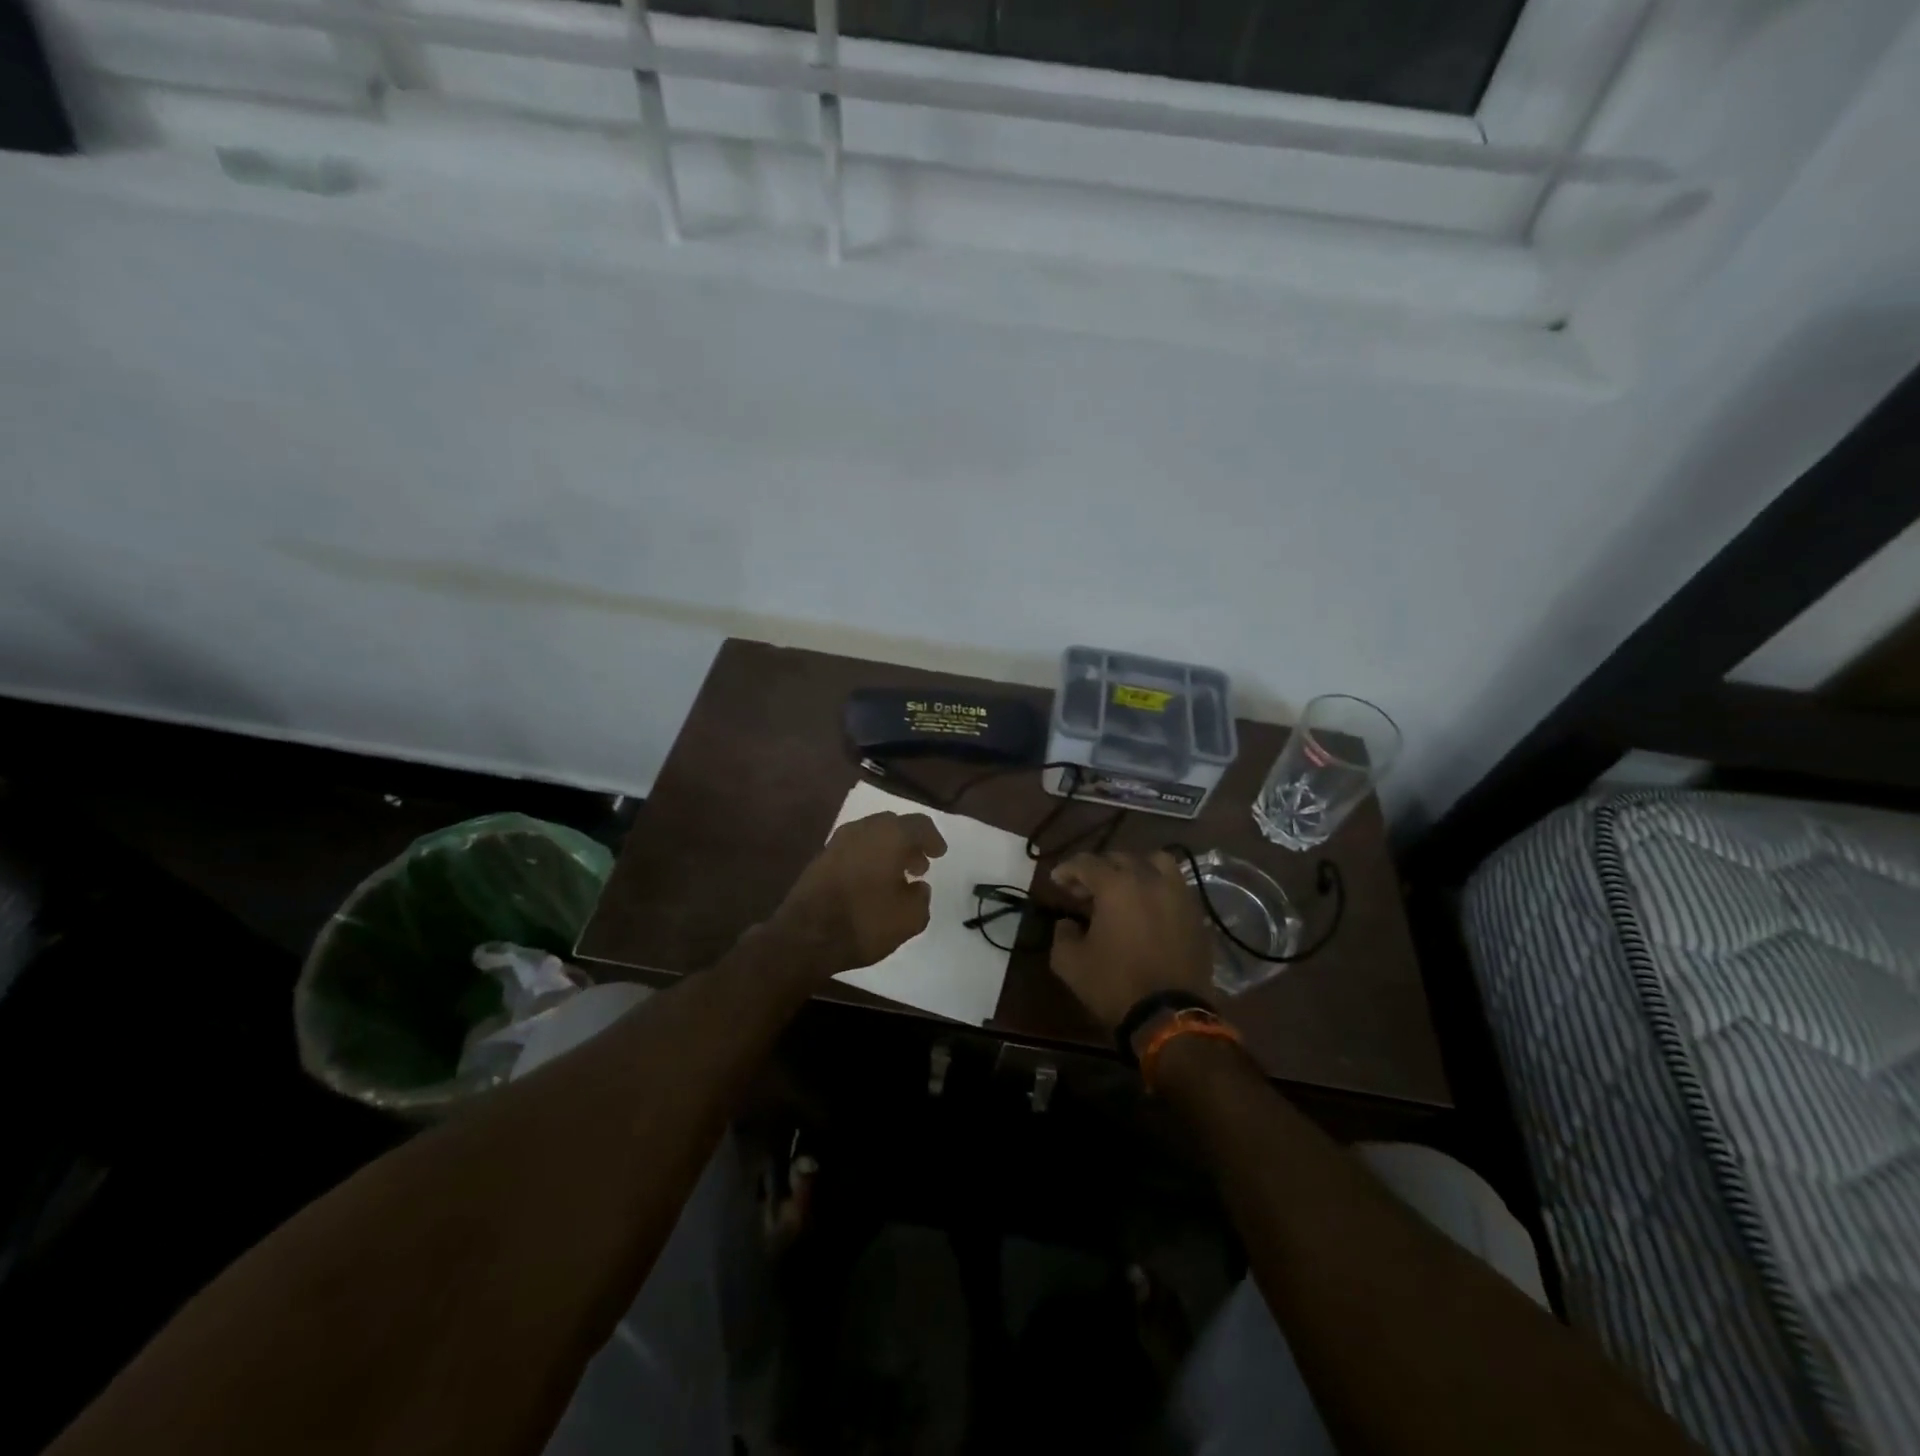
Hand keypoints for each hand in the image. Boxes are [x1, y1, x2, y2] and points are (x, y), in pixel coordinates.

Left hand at [773, 811, 947, 975]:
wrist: (805, 936)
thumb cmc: (865, 921)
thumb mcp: (910, 919)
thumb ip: (921, 898)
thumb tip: (917, 887)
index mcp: (890, 835)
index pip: (919, 825)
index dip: (933, 838)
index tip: (939, 854)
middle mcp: (863, 829)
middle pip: (892, 825)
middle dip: (908, 843)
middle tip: (919, 865)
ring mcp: (838, 842)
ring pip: (871, 836)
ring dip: (887, 850)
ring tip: (896, 876)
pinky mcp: (820, 858)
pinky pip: (853, 849)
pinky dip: (867, 859)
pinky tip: (871, 883)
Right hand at [1049, 851, 1213, 1033]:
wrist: (1169, 1015)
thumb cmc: (1114, 985)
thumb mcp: (1070, 963)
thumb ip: (1061, 934)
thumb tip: (1068, 922)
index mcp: (1116, 885)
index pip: (1086, 863)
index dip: (1067, 869)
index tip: (1056, 881)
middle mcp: (1149, 879)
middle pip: (1119, 858)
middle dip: (1097, 869)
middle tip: (1083, 890)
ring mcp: (1178, 894)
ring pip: (1155, 862)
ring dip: (1135, 868)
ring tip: (1123, 887)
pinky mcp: (1196, 913)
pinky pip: (1175, 885)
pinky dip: (1158, 886)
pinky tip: (1148, 907)